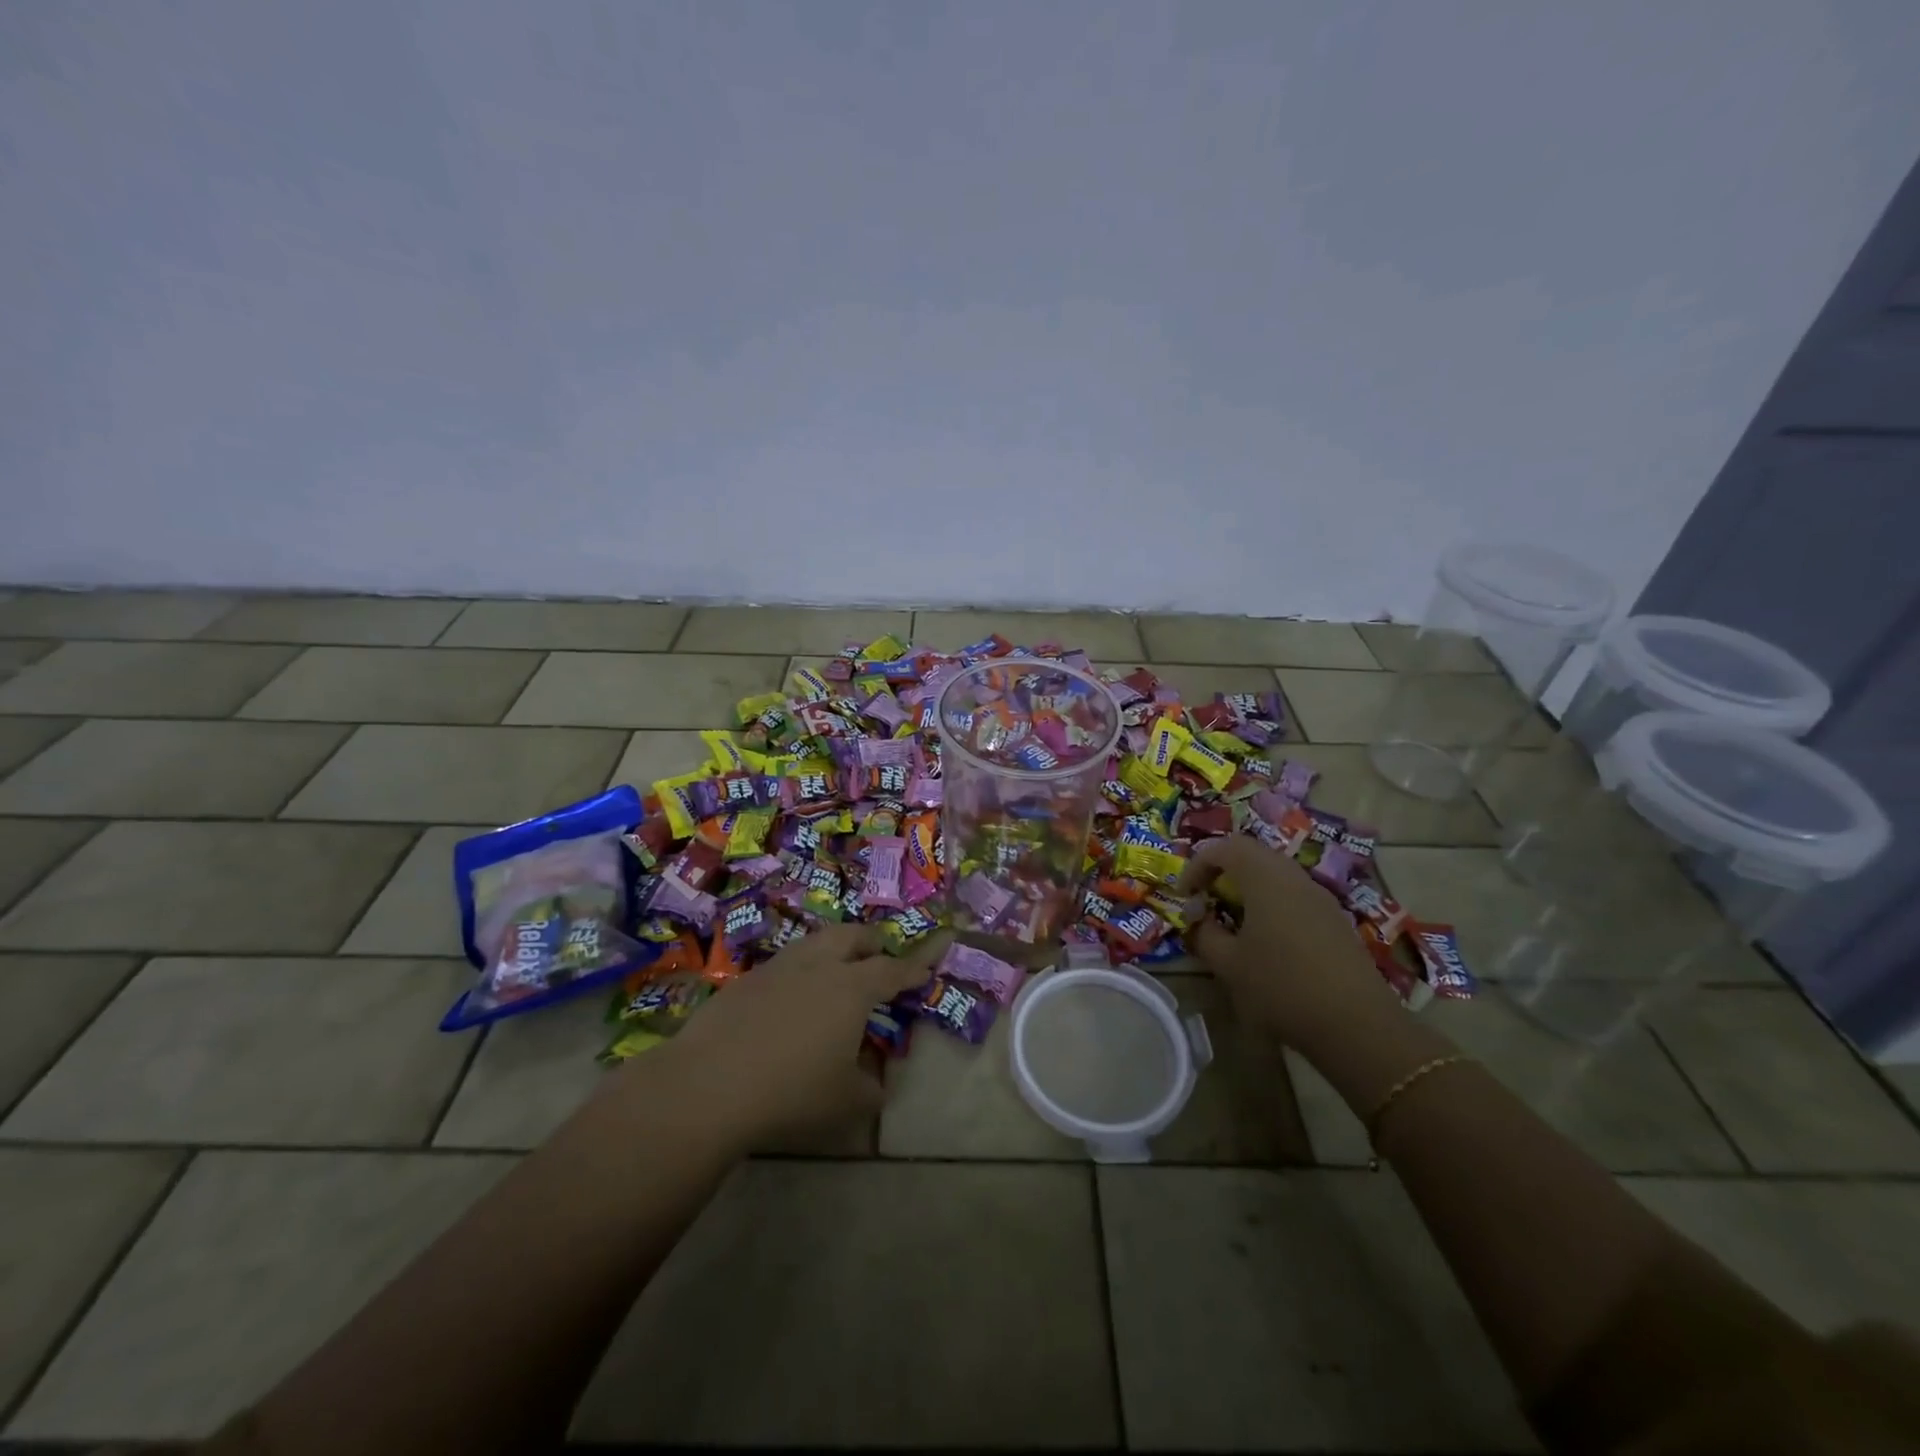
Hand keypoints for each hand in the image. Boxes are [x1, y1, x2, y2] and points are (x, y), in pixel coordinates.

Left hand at [635, 923, 947, 1150]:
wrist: (709, 1085)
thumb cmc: (791, 1092)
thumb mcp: (846, 1102)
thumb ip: (872, 1089)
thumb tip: (877, 1081)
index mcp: (852, 988)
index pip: (894, 970)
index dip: (915, 965)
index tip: (932, 957)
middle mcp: (819, 965)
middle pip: (852, 937)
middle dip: (872, 943)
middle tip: (879, 958)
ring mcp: (778, 968)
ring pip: (815, 943)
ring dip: (833, 950)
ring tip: (835, 971)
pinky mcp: (745, 981)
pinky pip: (784, 965)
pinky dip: (799, 972)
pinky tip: (789, 1001)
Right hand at [1177, 835, 1401, 1057]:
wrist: (1357, 1025)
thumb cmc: (1282, 987)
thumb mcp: (1229, 965)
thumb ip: (1205, 935)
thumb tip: (1198, 922)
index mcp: (1264, 877)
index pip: (1223, 848)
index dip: (1196, 865)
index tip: (1184, 896)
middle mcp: (1293, 876)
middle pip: (1251, 854)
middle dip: (1221, 872)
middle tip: (1205, 901)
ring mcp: (1320, 897)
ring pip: (1275, 874)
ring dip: (1247, 889)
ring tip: (1232, 922)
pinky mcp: (1335, 919)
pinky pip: (1293, 895)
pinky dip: (1270, 904)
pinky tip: (1266, 941)